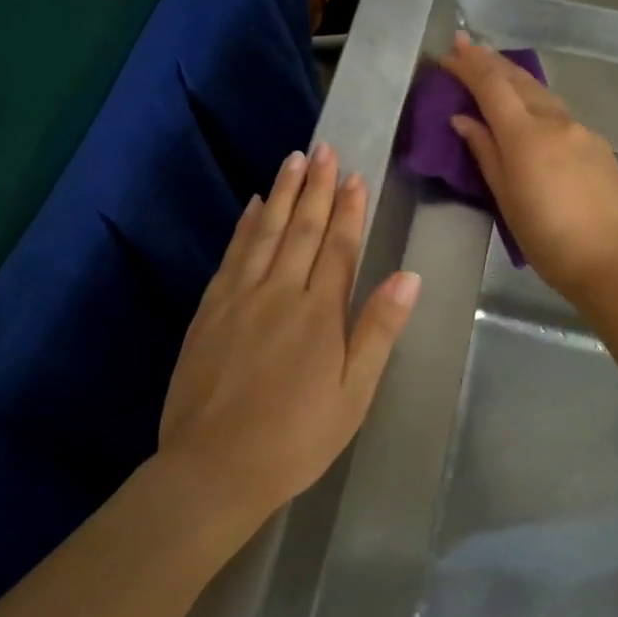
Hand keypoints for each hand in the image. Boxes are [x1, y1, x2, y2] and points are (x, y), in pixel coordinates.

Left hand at [158, 143, 420, 519]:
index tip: (354, 176)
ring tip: (294, 159)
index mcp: (320, 313)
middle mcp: (280, 292)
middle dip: (317, 187)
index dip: (349, 209)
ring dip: (283, 193)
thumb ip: (378, 330)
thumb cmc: (296, 438)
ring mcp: (240, 297)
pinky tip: (253, 205)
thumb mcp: (353, 393)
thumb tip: (408, 276)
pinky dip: (245, 224)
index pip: (339, 247)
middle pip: (302, 228)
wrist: (213, 467)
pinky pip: (232, 253)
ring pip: (266, 232)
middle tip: (324, 149)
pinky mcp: (209, 309)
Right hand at [441, 31, 617, 302]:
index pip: (492, 86)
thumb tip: (464, 119)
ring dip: (515, 78)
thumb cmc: (548, 239)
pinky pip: (561, 113)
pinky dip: (538, 102)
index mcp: (526, 135)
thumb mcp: (506, 199)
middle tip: (467, 46)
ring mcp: (582, 131)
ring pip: (543, 94)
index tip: (450, 50)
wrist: (613, 262)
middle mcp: (556, 121)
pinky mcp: (599, 145)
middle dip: (490, 61)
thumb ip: (485, 153)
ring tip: (495, 72)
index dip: (469, 65)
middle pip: (519, 80)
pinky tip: (532, 111)